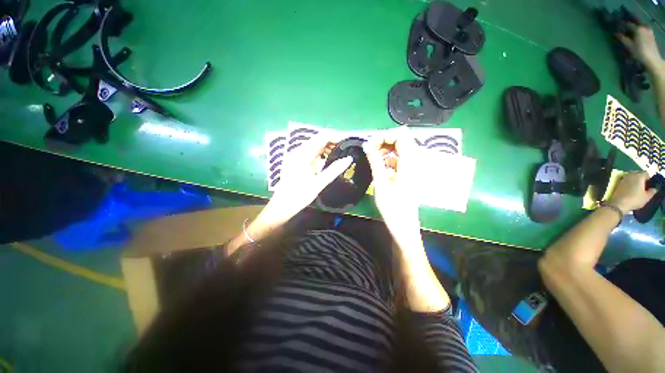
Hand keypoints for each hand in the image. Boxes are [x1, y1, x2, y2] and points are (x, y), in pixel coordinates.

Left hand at [260, 136, 352, 226]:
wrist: (282, 206)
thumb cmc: (300, 196)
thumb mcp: (319, 183)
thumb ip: (334, 169)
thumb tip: (349, 158)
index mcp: (303, 154)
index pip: (322, 137)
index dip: (336, 136)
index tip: (348, 140)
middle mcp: (298, 151)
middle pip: (318, 139)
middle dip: (333, 141)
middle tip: (346, 148)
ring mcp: (295, 155)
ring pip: (314, 145)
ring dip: (327, 147)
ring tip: (339, 154)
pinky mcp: (295, 161)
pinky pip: (310, 152)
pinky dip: (320, 154)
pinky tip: (327, 160)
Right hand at [363, 129, 421, 236]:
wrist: (403, 224)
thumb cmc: (392, 206)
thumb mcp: (380, 182)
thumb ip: (375, 161)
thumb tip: (367, 144)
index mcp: (410, 162)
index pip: (401, 136)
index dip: (385, 136)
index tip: (370, 143)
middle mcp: (415, 161)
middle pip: (402, 140)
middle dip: (385, 140)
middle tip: (370, 148)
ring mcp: (413, 167)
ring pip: (401, 149)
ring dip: (386, 149)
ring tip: (373, 155)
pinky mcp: (409, 173)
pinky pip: (400, 159)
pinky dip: (389, 157)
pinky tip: (380, 165)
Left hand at [607, 171, 656, 212]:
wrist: (619, 203)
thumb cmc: (635, 200)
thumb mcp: (647, 197)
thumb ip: (652, 192)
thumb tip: (655, 189)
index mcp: (639, 176)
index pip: (646, 173)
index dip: (649, 178)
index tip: (650, 184)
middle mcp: (631, 175)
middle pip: (638, 173)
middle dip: (642, 178)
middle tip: (644, 185)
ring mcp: (624, 178)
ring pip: (632, 176)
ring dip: (635, 179)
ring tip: (638, 187)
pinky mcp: (619, 182)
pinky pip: (626, 179)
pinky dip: (630, 182)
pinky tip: (631, 188)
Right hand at [617, 23, 663, 70]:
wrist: (652, 59)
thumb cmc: (639, 52)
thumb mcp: (629, 46)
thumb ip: (622, 39)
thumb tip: (616, 34)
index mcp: (638, 28)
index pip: (628, 24)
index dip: (622, 24)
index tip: (618, 23)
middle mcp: (644, 27)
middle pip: (635, 23)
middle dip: (630, 24)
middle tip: (624, 25)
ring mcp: (649, 30)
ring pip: (640, 26)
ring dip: (635, 27)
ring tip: (631, 29)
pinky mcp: (651, 35)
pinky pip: (644, 29)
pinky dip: (640, 30)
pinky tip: (637, 33)